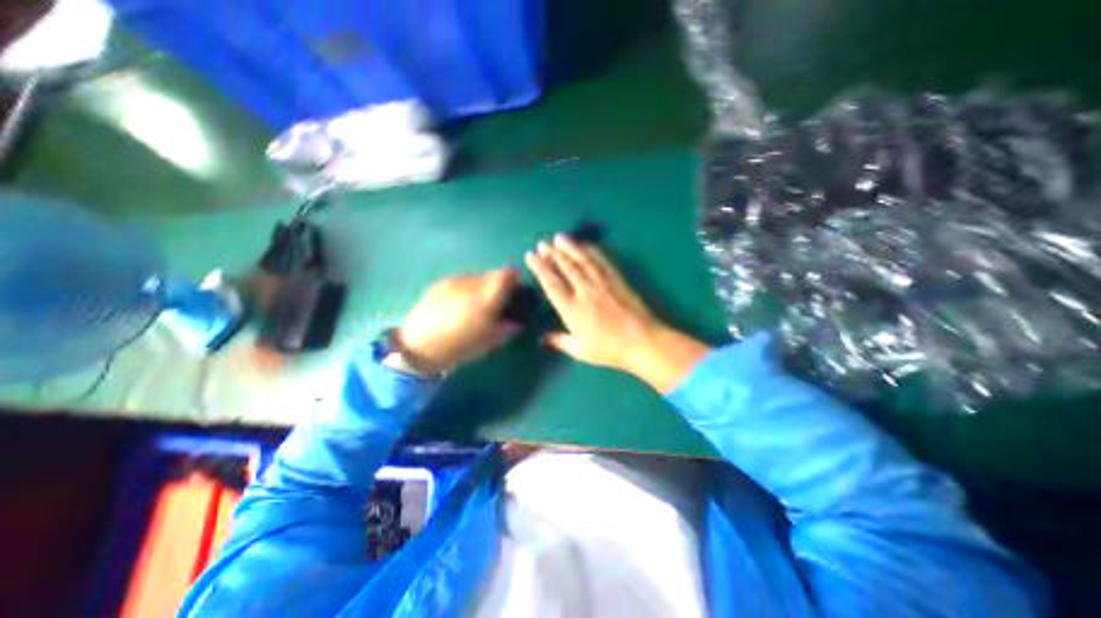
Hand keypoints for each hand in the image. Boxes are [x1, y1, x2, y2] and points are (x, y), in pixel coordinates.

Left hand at [396, 269, 521, 373]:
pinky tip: (456, 307)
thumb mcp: (492, 340)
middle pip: (493, 274)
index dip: (515, 281)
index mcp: (489, 292)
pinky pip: (460, 282)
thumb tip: (517, 320)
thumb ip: (510, 327)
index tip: (514, 294)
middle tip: (495, 304)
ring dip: (480, 288)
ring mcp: (454, 280)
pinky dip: (464, 291)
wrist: (419, 345)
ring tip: (473, 307)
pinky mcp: (439, 283)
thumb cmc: (462, 344)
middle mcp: (473, 280)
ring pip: (476, 278)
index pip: (510, 273)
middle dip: (498, 286)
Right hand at [521, 234, 708, 393]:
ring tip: (558, 237)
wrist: (642, 341)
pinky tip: (584, 245)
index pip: (551, 283)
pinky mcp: (616, 278)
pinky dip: (591, 250)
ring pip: (582, 260)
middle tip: (542, 243)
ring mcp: (602, 282)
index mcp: (572, 309)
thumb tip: (542, 338)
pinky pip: (601, 260)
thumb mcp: (581, 351)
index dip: (539, 268)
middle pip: (565, 267)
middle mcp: (584, 291)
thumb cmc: (609, 349)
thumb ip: (560, 342)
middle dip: (552, 253)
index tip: (531, 256)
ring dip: (569, 247)